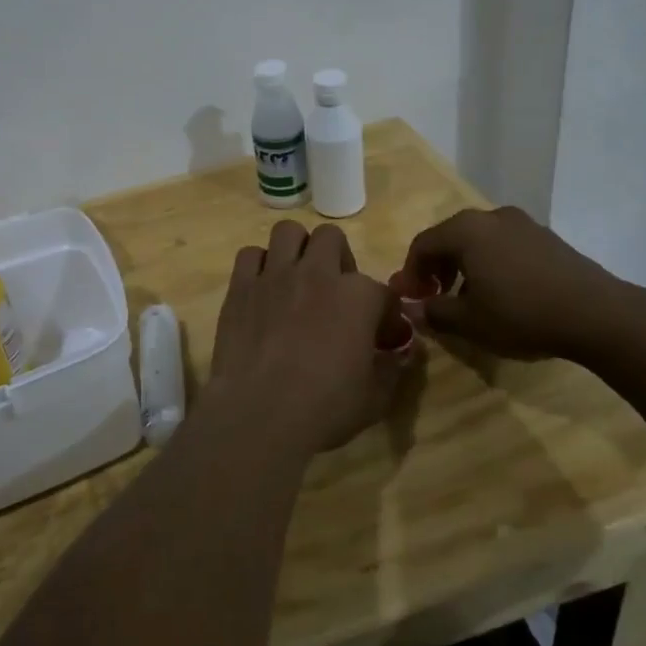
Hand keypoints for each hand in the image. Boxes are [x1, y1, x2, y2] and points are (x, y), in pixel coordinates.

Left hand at [209, 220, 403, 451]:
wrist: (259, 414)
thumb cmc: (324, 408)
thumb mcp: (375, 397)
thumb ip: (393, 368)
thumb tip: (404, 354)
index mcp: (357, 296)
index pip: (382, 291)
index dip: (386, 314)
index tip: (384, 337)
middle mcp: (316, 273)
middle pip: (331, 238)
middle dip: (338, 259)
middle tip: (335, 292)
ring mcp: (275, 275)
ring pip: (288, 232)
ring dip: (297, 249)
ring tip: (298, 278)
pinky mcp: (241, 286)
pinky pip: (250, 255)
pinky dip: (259, 265)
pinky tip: (263, 289)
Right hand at [398, 206, 635, 363]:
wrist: (598, 314)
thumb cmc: (521, 314)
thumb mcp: (469, 322)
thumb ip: (434, 312)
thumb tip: (412, 310)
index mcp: (466, 230)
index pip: (423, 244)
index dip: (410, 272)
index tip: (410, 299)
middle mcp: (491, 217)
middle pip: (450, 238)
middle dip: (437, 267)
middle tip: (434, 297)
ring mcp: (523, 224)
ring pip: (479, 241)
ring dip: (465, 266)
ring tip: (468, 299)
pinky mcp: (547, 237)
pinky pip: (504, 245)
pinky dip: (491, 264)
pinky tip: (502, 293)